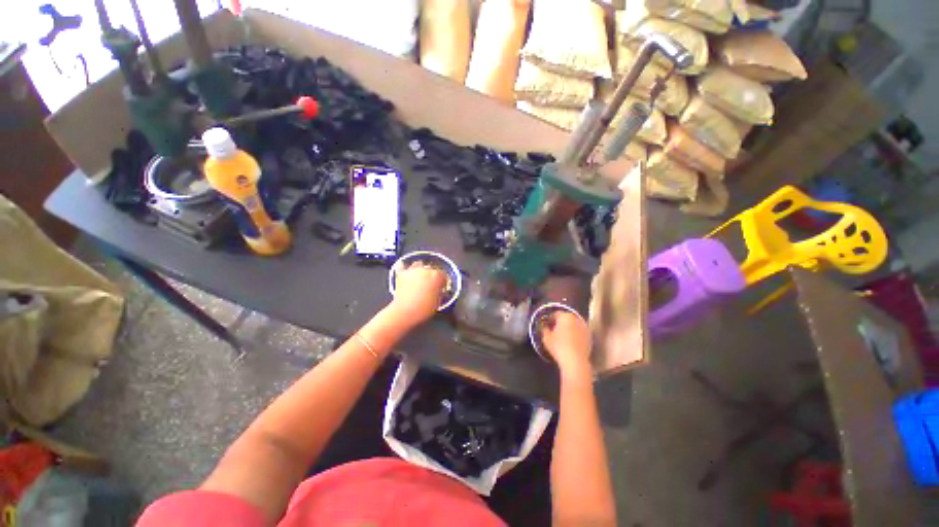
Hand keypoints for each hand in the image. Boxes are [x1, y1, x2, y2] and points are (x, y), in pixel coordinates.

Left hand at [389, 263, 447, 325]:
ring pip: (419, 265)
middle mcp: (425, 270)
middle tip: (431, 285)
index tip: (441, 286)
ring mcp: (413, 271)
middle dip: (432, 276)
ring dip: (421, 270)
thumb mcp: (438, 302)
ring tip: (420, 278)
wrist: (405, 312)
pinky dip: (405, 269)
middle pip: (432, 269)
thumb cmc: (423, 309)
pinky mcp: (402, 274)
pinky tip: (407, 272)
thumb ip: (440, 292)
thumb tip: (440, 290)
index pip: (443, 275)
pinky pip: (403, 266)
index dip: (443, 281)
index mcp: (437, 276)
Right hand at [539, 310, 592, 375]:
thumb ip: (545, 329)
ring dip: (569, 328)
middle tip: (555, 330)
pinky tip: (571, 342)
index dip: (551, 319)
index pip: (556, 313)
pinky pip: (580, 333)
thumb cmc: (558, 346)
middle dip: (561, 323)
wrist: (575, 361)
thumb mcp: (546, 338)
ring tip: (563, 337)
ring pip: (574, 325)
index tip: (547, 325)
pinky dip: (576, 335)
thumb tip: (545, 327)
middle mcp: (576, 319)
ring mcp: (585, 328)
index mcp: (565, 316)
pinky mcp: (590, 337)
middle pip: (566, 318)